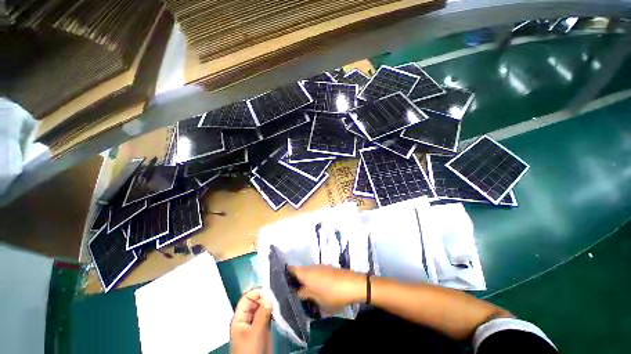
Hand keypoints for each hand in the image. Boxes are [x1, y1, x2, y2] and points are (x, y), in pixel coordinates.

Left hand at [230, 289, 272, 353]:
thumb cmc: (251, 351)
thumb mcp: (256, 332)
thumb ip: (262, 313)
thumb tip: (269, 296)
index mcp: (240, 318)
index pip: (247, 298)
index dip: (257, 293)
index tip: (269, 293)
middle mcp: (247, 318)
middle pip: (255, 302)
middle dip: (265, 298)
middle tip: (276, 300)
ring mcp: (255, 324)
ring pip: (262, 308)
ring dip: (270, 305)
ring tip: (278, 305)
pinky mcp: (263, 329)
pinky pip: (267, 315)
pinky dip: (272, 312)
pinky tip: (278, 313)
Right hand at [290, 265, 365, 309]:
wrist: (353, 284)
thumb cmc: (332, 293)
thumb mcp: (316, 299)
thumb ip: (304, 295)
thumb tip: (296, 292)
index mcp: (306, 273)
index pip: (290, 269)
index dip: (284, 275)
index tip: (281, 285)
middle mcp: (311, 266)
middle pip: (298, 271)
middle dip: (294, 280)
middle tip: (291, 293)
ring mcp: (319, 266)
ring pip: (307, 272)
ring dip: (304, 280)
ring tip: (302, 293)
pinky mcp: (327, 268)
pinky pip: (315, 273)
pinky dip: (312, 279)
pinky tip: (314, 289)